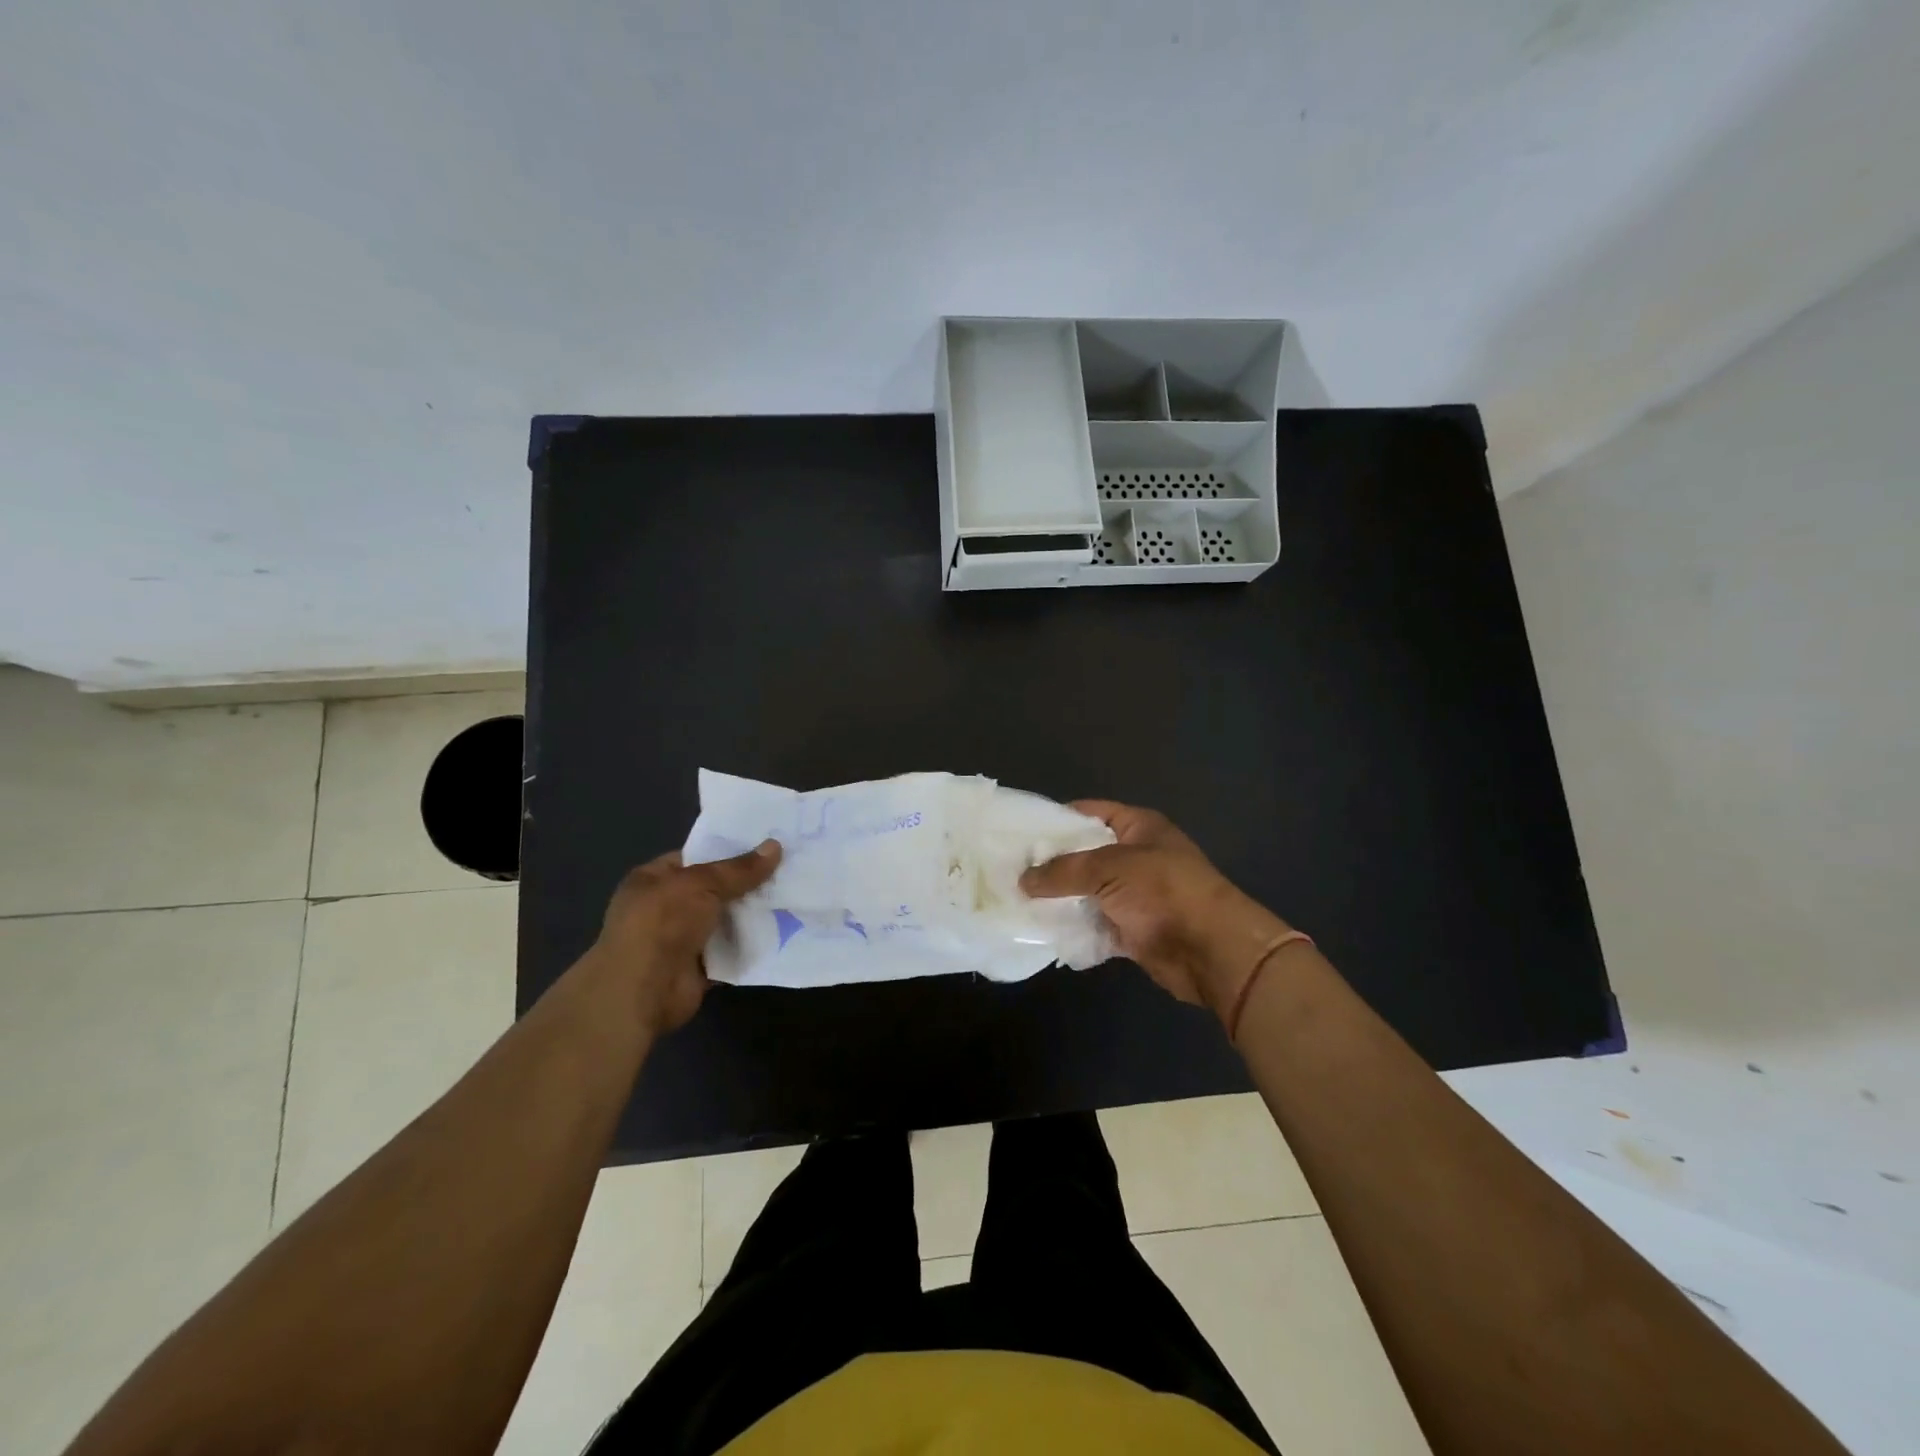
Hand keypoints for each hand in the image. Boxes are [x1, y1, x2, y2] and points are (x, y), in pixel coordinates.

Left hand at [585, 841, 781, 1034]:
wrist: (642, 992)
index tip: (766, 847)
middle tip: (789, 870)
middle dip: (748, 884)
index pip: (695, 858)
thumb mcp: (702, 884)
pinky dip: (751, 945)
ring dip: (753, 915)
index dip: (728, 852)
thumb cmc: (662, 924)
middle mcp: (664, 908)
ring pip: (725, 921)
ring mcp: (681, 940)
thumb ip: (739, 870)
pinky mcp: (698, 968)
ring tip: (793, 897)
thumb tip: (776, 846)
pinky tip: (784, 931)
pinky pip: (731, 951)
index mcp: (653, 880)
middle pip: (714, 890)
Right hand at [1020, 801, 1292, 1019]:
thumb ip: (1064, 871)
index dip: (1057, 818)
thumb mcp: (1109, 868)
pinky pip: (1094, 925)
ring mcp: (1134, 895)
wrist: (1211, 950)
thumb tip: (1023, 879)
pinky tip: (1041, 930)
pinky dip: (1074, 929)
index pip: (1091, 812)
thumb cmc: (1164, 891)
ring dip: (1059, 899)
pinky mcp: (1132, 930)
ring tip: (1015, 899)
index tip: (1020, 830)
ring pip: (1087, 893)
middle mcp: (1136, 857)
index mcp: (1139, 827)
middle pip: (1085, 855)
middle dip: (1051, 863)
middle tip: (1009, 868)